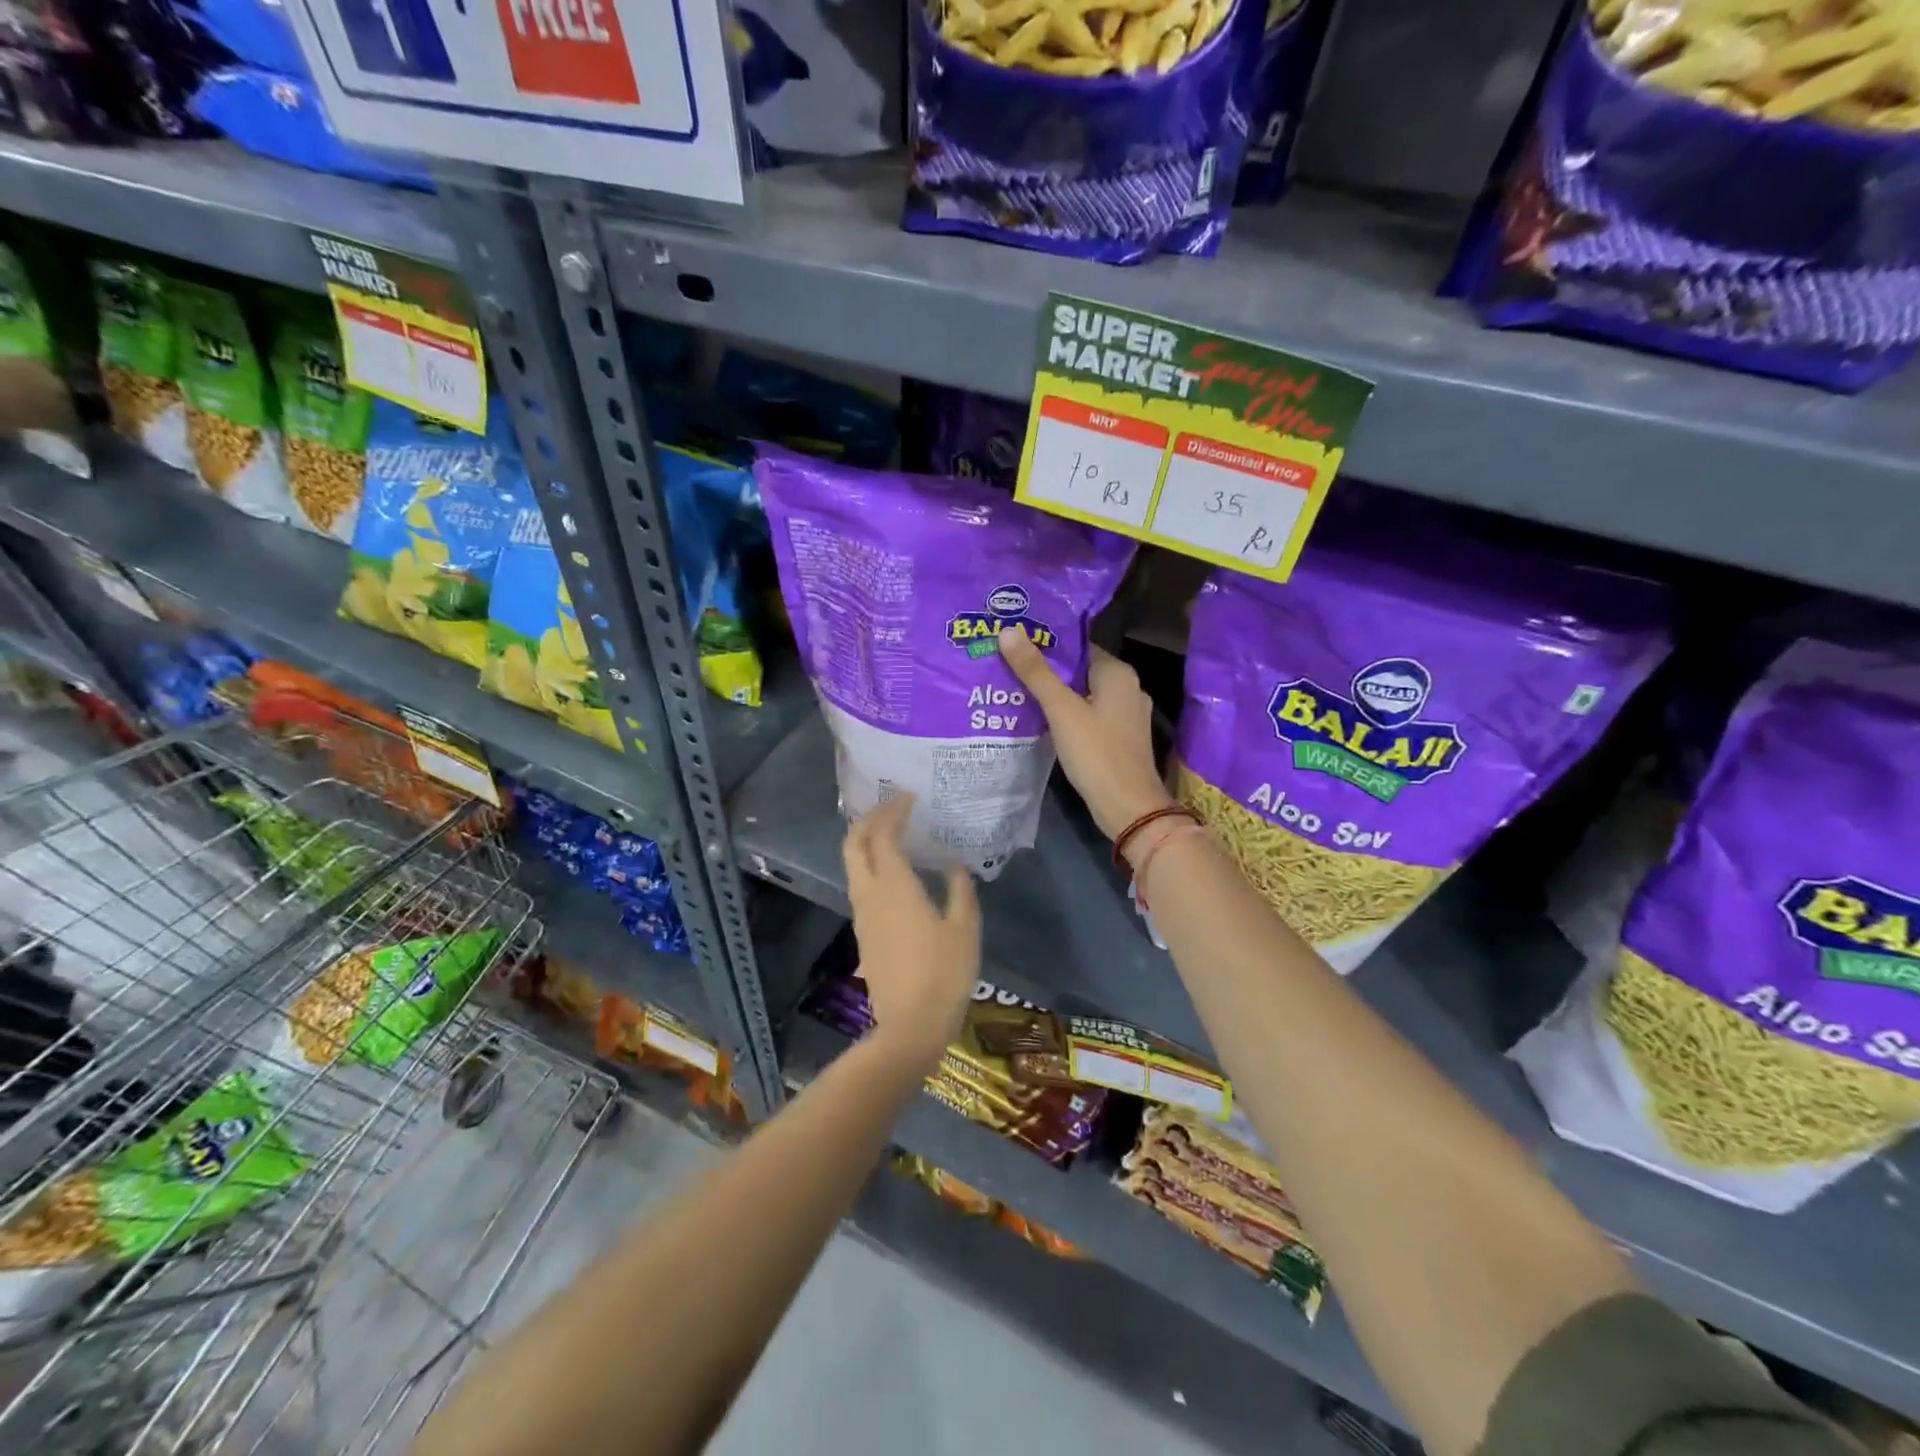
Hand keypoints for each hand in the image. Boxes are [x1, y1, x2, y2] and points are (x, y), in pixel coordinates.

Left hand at [843, 795, 980, 1066]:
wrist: (911, 1025)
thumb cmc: (944, 973)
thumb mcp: (965, 928)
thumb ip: (959, 889)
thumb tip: (952, 865)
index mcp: (894, 885)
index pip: (883, 834)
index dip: (893, 811)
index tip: (909, 798)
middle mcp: (869, 893)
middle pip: (853, 844)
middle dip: (868, 820)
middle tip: (892, 809)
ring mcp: (862, 914)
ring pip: (852, 865)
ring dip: (866, 842)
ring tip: (892, 833)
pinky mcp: (863, 932)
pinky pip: (861, 885)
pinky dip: (872, 865)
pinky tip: (896, 872)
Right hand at [999, 628, 1172, 841]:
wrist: (1128, 808)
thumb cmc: (1097, 753)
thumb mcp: (1061, 710)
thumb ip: (1035, 672)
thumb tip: (1008, 631)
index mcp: (1118, 673)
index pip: (1078, 646)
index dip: (1046, 644)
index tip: (1014, 644)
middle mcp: (1127, 688)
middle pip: (1079, 670)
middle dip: (1046, 671)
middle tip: (1006, 667)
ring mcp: (1125, 715)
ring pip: (1082, 695)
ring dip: (1053, 695)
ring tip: (1014, 690)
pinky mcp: (1119, 738)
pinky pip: (1088, 716)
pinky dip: (1066, 715)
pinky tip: (1038, 720)